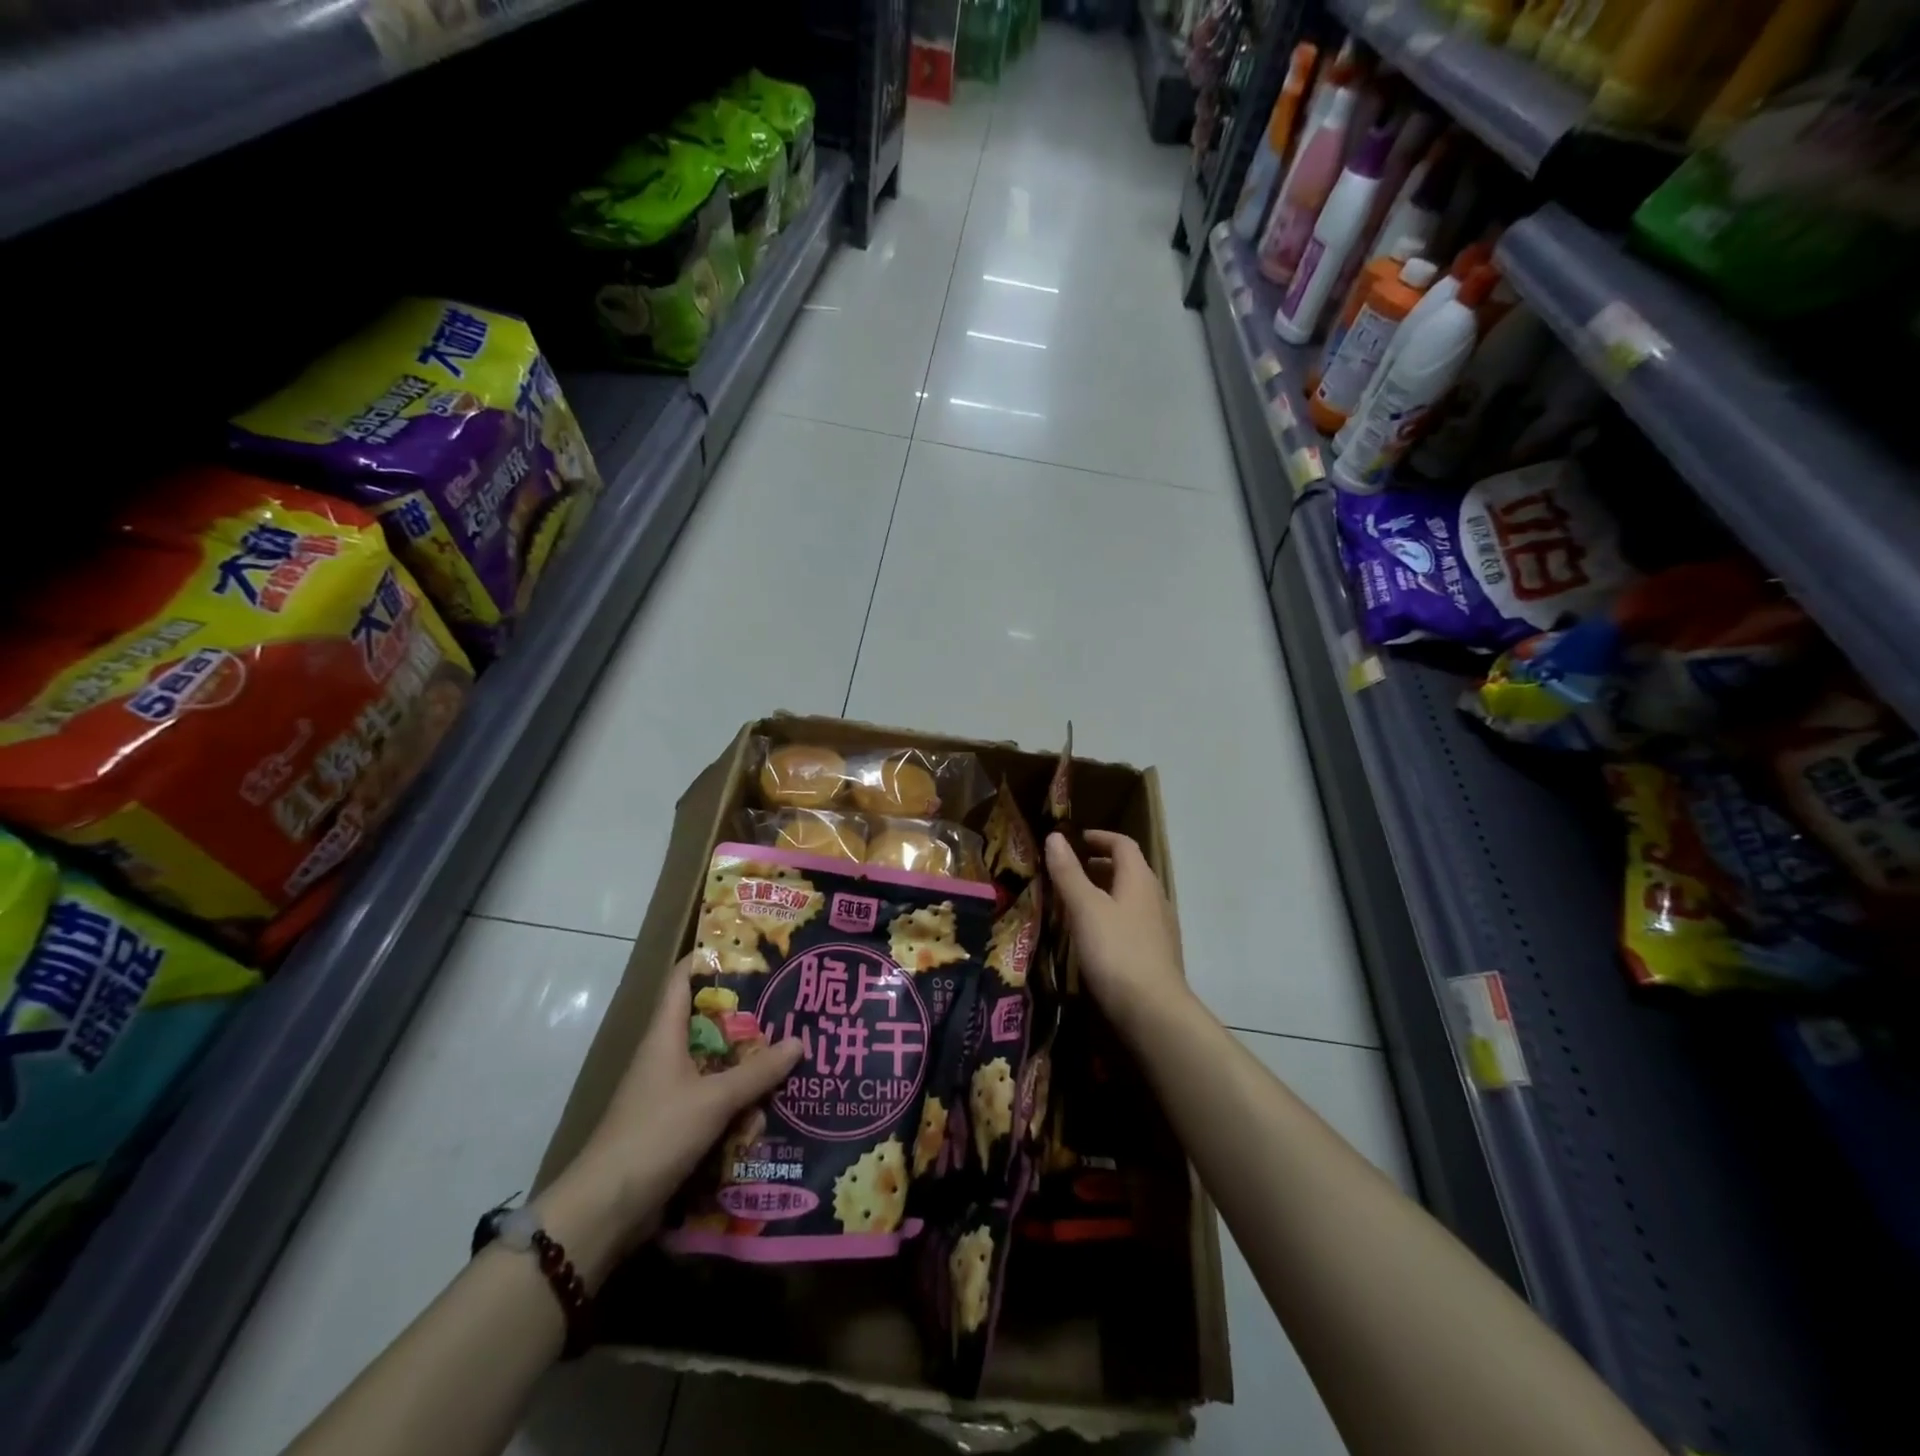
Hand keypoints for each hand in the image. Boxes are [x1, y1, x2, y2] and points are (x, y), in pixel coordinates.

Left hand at [536, 951, 801, 1282]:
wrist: (606, 1209)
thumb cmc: (655, 1134)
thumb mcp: (713, 1099)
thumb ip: (758, 1072)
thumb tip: (799, 1040)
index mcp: (665, 1035)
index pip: (682, 979)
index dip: (710, 958)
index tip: (750, 950)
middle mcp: (666, 1057)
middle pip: (708, 1022)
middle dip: (747, 1015)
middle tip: (789, 1004)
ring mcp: (669, 1093)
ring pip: (715, 1064)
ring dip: (747, 1063)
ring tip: (792, 1053)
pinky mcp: (675, 1126)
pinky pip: (714, 1100)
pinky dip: (739, 1100)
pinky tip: (771, 1105)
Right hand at [1046, 830, 1191, 1035]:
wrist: (1153, 1012)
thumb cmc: (1116, 951)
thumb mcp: (1085, 909)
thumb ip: (1069, 873)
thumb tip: (1055, 837)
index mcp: (1140, 880)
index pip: (1123, 845)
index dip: (1100, 838)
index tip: (1076, 840)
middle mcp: (1155, 898)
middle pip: (1129, 870)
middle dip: (1100, 866)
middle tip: (1069, 871)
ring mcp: (1160, 928)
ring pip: (1130, 898)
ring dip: (1105, 893)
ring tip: (1075, 903)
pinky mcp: (1157, 954)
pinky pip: (1132, 922)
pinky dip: (1111, 917)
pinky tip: (1093, 937)